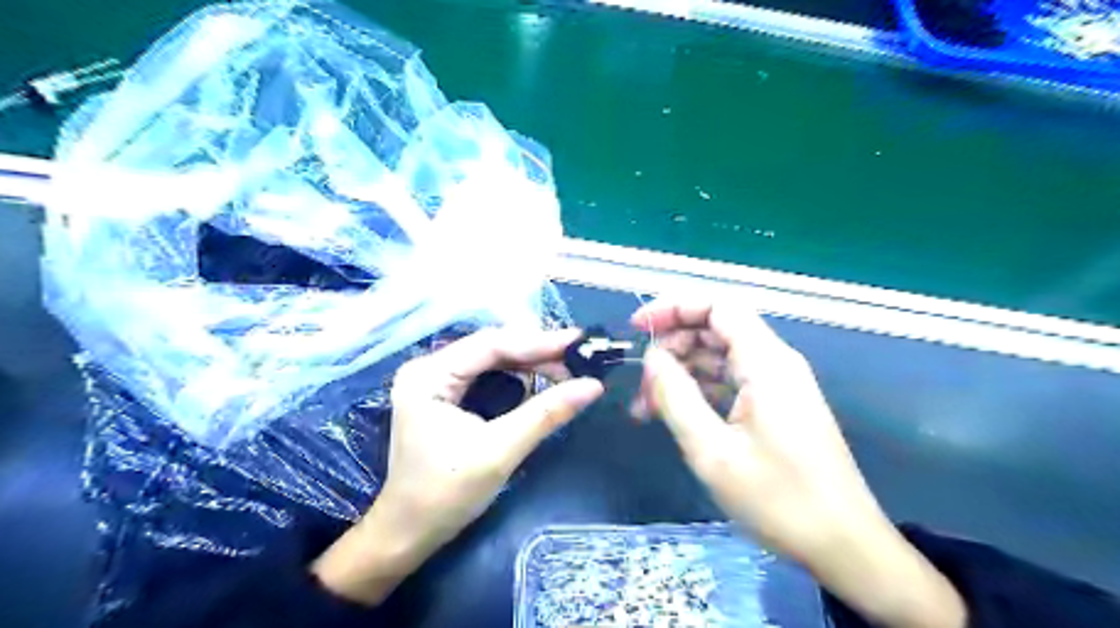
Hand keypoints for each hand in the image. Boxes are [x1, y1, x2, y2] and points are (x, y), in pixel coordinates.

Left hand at [310, 326, 603, 606]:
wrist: (408, 534)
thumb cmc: (446, 495)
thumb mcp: (500, 451)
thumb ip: (546, 414)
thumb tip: (593, 386)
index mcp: (429, 375)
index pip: (490, 345)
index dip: (538, 341)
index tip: (578, 340)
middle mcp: (428, 368)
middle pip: (491, 347)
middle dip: (536, 351)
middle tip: (578, 356)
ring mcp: (435, 381)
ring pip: (491, 359)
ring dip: (529, 363)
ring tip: (567, 367)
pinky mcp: (444, 395)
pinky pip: (487, 374)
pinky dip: (517, 376)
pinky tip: (541, 379)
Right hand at [635, 298, 966, 627]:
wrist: (843, 546)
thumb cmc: (779, 499)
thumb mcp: (713, 451)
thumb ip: (677, 397)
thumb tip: (652, 359)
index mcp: (766, 362)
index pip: (718, 306)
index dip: (674, 306)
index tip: (638, 327)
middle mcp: (774, 363)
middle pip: (715, 328)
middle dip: (672, 346)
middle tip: (642, 383)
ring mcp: (776, 384)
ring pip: (718, 356)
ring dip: (680, 372)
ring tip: (646, 407)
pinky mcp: (775, 405)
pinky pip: (729, 381)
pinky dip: (698, 391)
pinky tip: (673, 415)